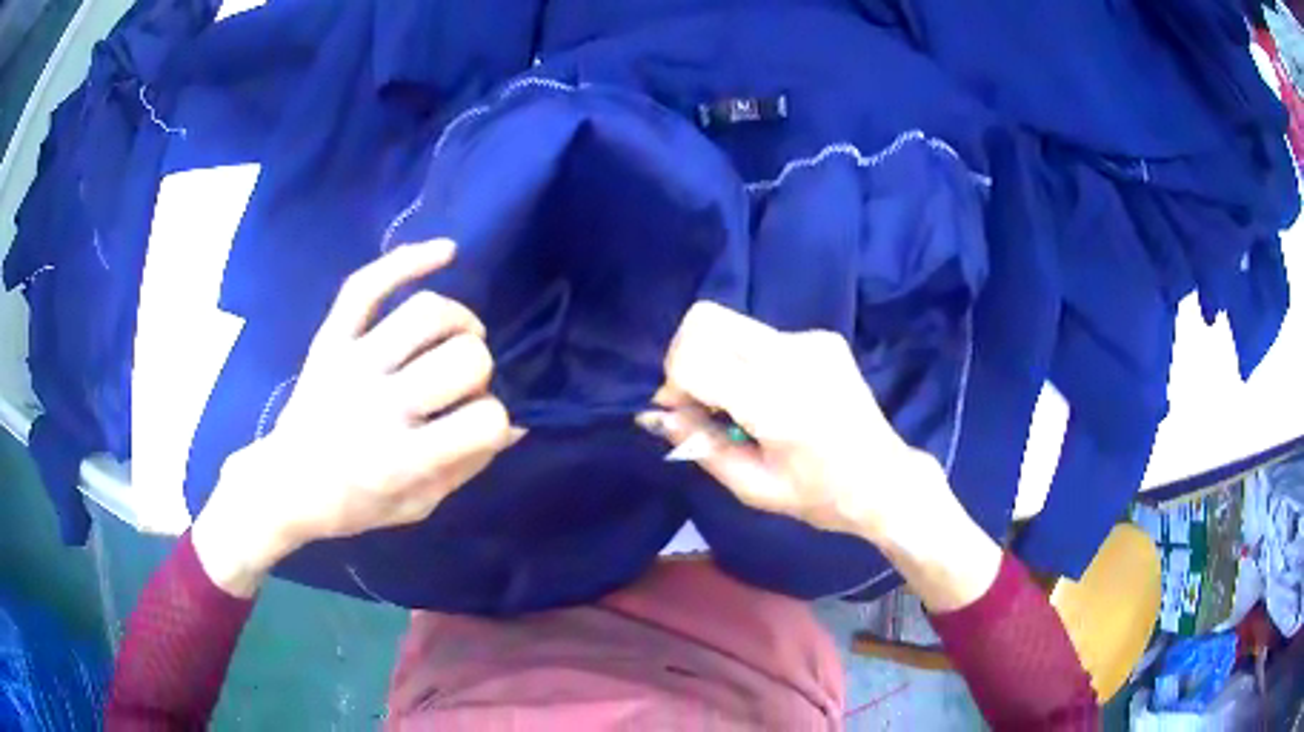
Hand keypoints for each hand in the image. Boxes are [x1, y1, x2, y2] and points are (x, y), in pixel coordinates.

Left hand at [193, 239, 520, 595]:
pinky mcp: (330, 339)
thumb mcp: (418, 505)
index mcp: (402, 460)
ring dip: (460, 320)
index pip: (485, 421)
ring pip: (427, 313)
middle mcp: (378, 406)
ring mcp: (350, 364)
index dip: (495, 421)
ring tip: (459, 334)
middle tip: (462, 383)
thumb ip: (466, 466)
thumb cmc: (354, 504)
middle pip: (464, 360)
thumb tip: (513, 424)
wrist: (285, 485)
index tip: (477, 427)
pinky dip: (409, 260)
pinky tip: (446, 252)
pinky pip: (367, 285)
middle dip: (479, 368)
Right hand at [641, 302, 1000, 610]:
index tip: (683, 414)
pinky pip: (761, 336)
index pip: (695, 357)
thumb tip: (654, 416)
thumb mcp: (752, 488)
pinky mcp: (822, 338)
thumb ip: (700, 446)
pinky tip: (769, 396)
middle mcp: (793, 356)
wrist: (884, 480)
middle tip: (699, 401)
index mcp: (776, 402)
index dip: (674, 382)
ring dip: (716, 357)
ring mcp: (811, 340)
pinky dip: (746, 360)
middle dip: (685, 357)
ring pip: (730, 323)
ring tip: (737, 403)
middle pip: (705, 320)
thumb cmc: (819, 496)